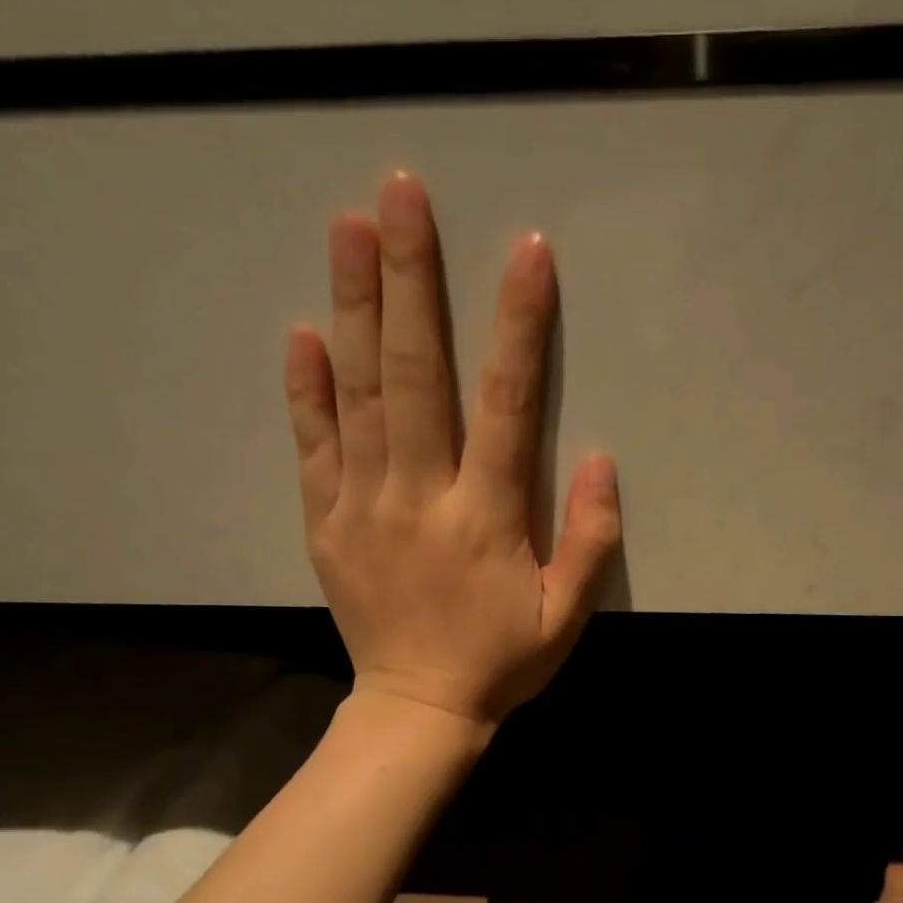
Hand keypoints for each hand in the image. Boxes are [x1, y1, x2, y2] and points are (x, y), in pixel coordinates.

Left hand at [284, 170, 622, 727]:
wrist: (419, 708)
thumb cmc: (501, 662)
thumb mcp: (566, 617)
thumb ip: (591, 542)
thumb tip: (600, 460)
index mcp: (486, 518)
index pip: (506, 405)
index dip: (518, 326)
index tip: (525, 251)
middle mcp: (422, 497)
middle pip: (415, 375)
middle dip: (410, 280)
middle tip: (400, 194)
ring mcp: (365, 506)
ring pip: (359, 395)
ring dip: (353, 307)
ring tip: (346, 227)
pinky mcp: (327, 523)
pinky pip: (314, 447)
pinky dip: (306, 390)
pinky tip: (302, 334)